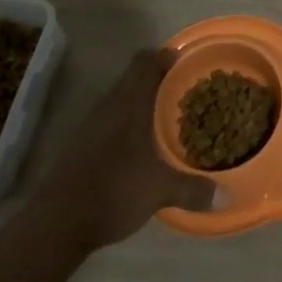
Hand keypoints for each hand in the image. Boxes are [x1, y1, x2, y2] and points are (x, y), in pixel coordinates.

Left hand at [38, 50, 216, 252]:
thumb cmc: (113, 191)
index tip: (184, 63)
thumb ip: (192, 189)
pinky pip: (109, 120)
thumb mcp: (159, 191)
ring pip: (120, 100)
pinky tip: (138, 149)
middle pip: (133, 78)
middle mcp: (109, 106)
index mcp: (129, 103)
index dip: (164, 56)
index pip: (145, 61)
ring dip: (140, 103)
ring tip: (164, 120)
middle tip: (182, 93)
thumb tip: (225, 197)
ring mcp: (90, 126)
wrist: (56, 224)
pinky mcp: (79, 146)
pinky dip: (125, 124)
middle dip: (157, 81)